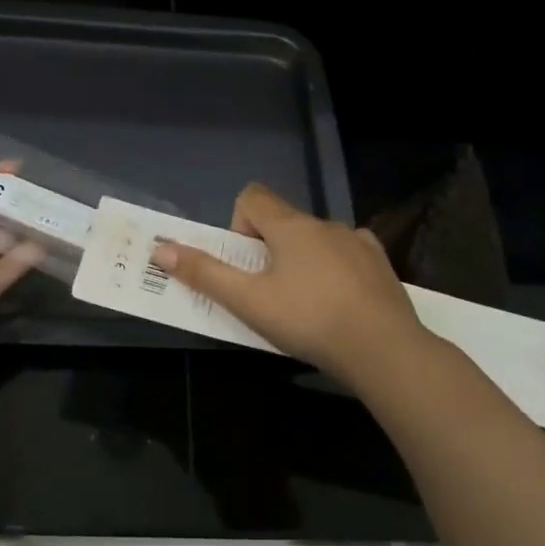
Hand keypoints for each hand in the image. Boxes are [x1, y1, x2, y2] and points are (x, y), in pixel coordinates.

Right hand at [152, 183, 425, 385]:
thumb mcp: (248, 301)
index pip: (253, 197)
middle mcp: (325, 224)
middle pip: (283, 222)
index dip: (238, 225)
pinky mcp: (381, 264)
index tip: (244, 264)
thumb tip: (162, 250)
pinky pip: (347, 256)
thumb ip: (204, 274)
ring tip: (305, 305)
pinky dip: (335, 271)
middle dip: (268, 251)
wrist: (382, 348)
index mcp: (290, 226)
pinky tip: (339, 304)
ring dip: (302, 261)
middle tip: (267, 294)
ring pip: (316, 240)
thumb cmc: (307, 320)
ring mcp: (358, 242)